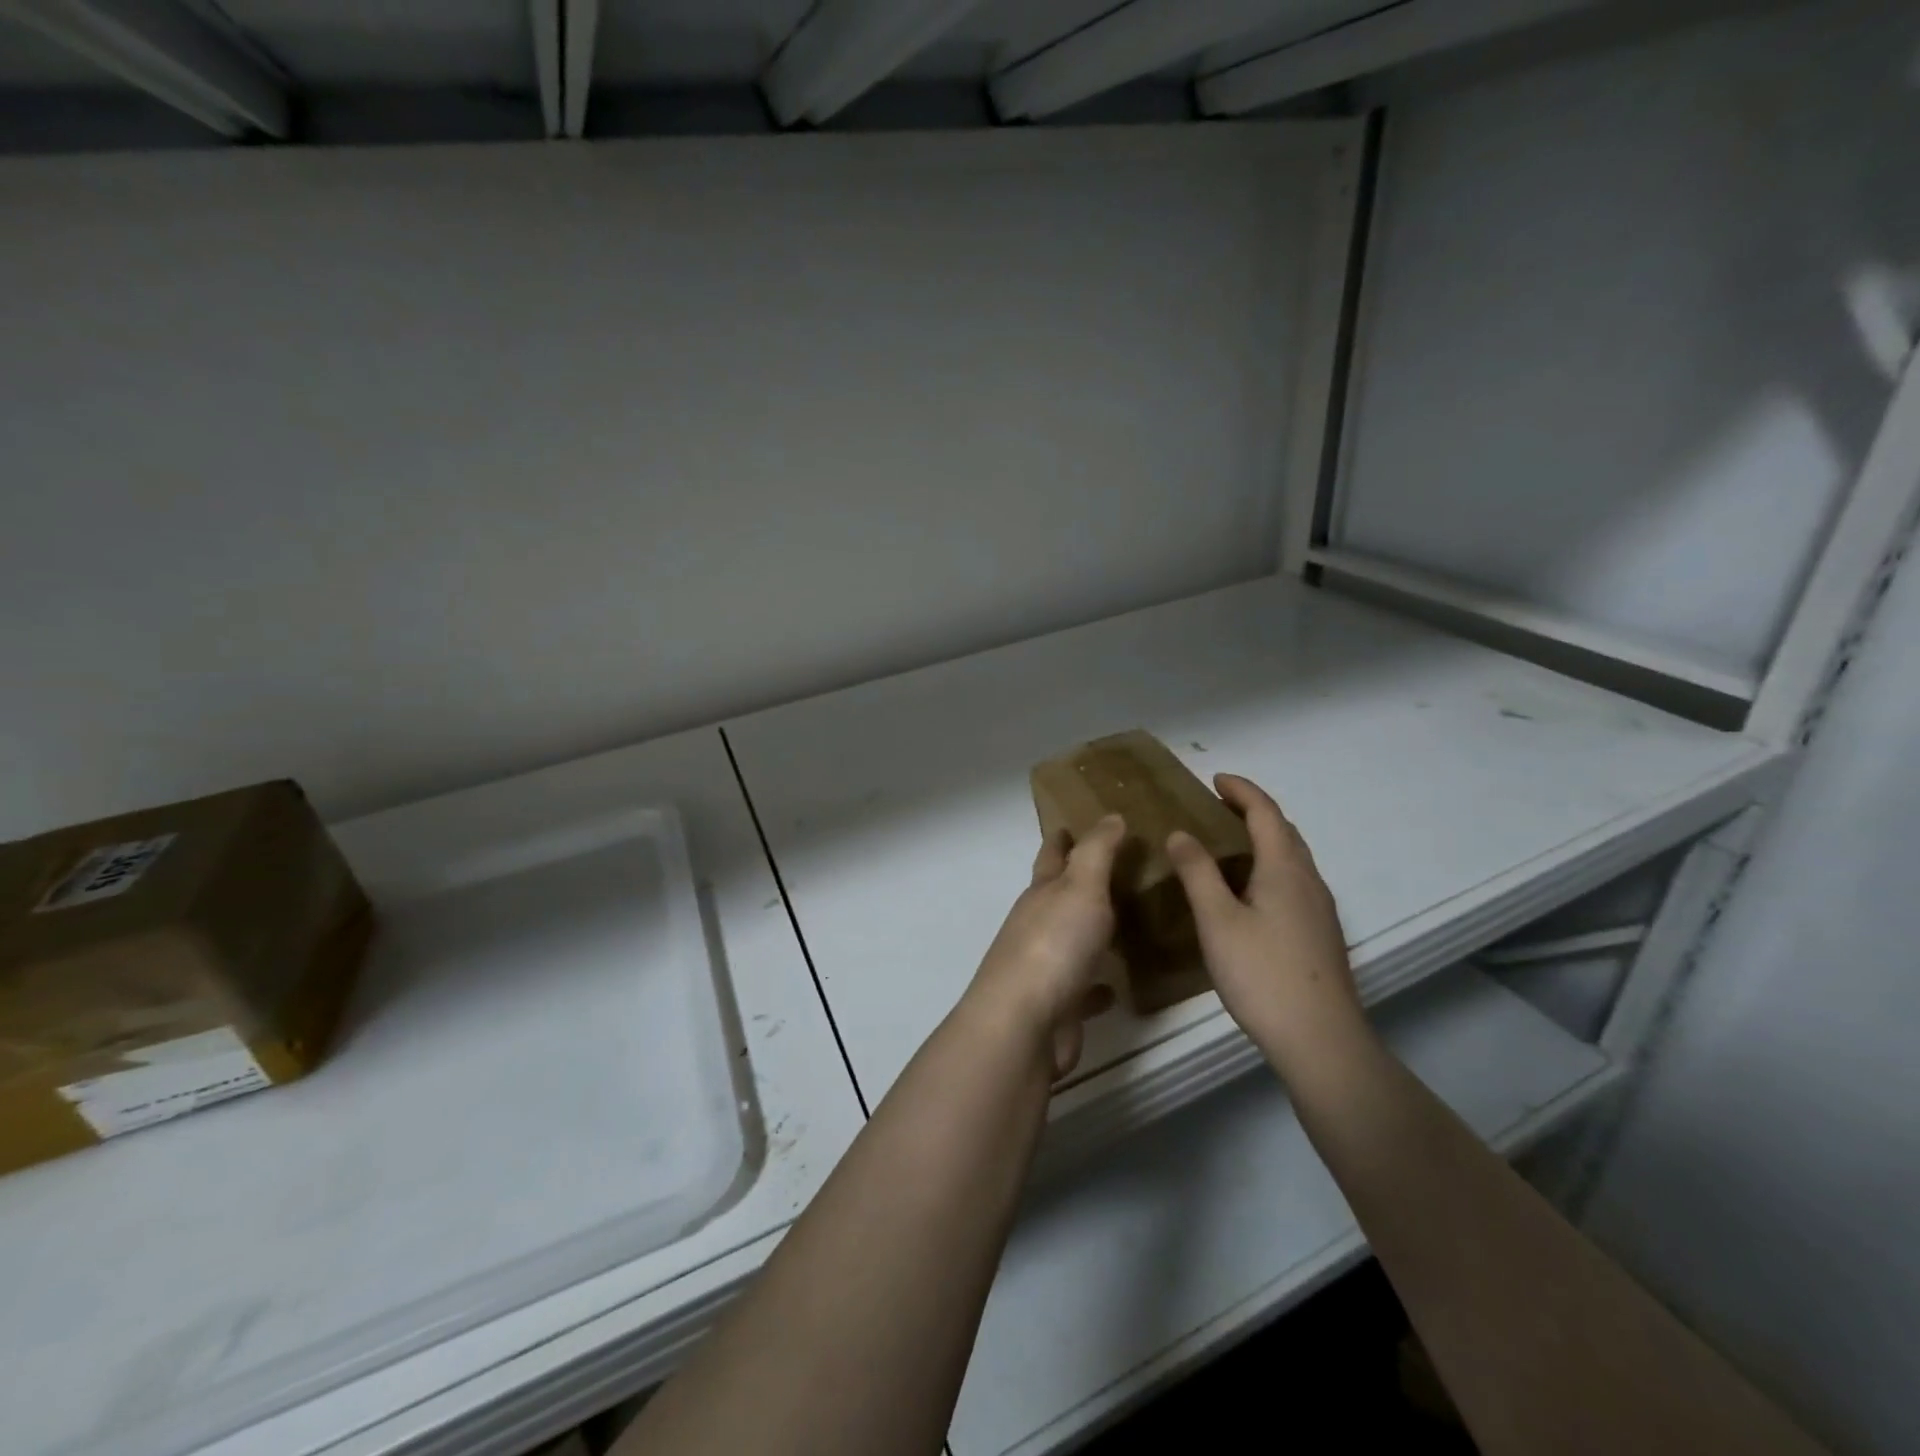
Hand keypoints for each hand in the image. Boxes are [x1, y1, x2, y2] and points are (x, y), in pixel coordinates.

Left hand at [963, 815, 1125, 1077]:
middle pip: (1058, 897)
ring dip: (1090, 933)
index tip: (1069, 823)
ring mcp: (1045, 968)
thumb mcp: (1080, 887)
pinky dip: (1097, 985)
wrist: (1024, 1024)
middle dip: (1079, 883)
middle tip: (1116, 871)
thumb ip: (1097, 852)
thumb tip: (1110, 816)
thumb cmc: (1053, 945)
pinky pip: (1083, 989)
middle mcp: (1038, 926)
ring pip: (1071, 942)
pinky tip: (1117, 987)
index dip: (1060, 838)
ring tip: (1125, 924)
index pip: (1051, 856)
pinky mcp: (1058, 1006)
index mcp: (1041, 894)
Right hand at [1165, 775, 1365, 1070]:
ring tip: (1229, 844)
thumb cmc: (1262, 974)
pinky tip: (1250, 892)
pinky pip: (1294, 881)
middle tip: (1219, 807)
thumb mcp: (1217, 920)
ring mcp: (1320, 909)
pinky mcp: (1320, 934)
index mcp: (1285, 869)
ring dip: (1264, 839)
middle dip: (1254, 811)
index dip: (1242, 790)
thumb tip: (1181, 833)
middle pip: (1285, 831)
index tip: (1215, 778)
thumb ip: (1197, 873)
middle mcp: (1309, 881)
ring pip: (1292, 858)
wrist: (1320, 1039)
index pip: (1266, 813)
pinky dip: (1270, 866)